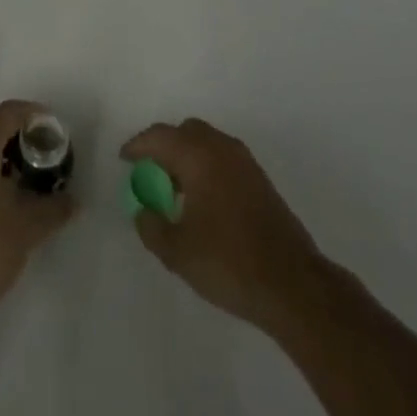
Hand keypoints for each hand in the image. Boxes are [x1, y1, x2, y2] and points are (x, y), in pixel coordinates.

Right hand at [120, 117, 325, 335]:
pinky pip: (223, 158)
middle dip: (164, 146)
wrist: (292, 284)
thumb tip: (143, 211)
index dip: (137, 145)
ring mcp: (245, 162)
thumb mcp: (177, 251)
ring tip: (172, 189)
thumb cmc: (228, 263)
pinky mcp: (260, 180)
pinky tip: (200, 199)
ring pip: (207, 143)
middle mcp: (222, 149)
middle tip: (148, 172)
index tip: (124, 160)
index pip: (160, 137)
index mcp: (199, 156)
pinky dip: (205, 166)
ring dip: (186, 156)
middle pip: (185, 131)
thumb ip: (151, 226)